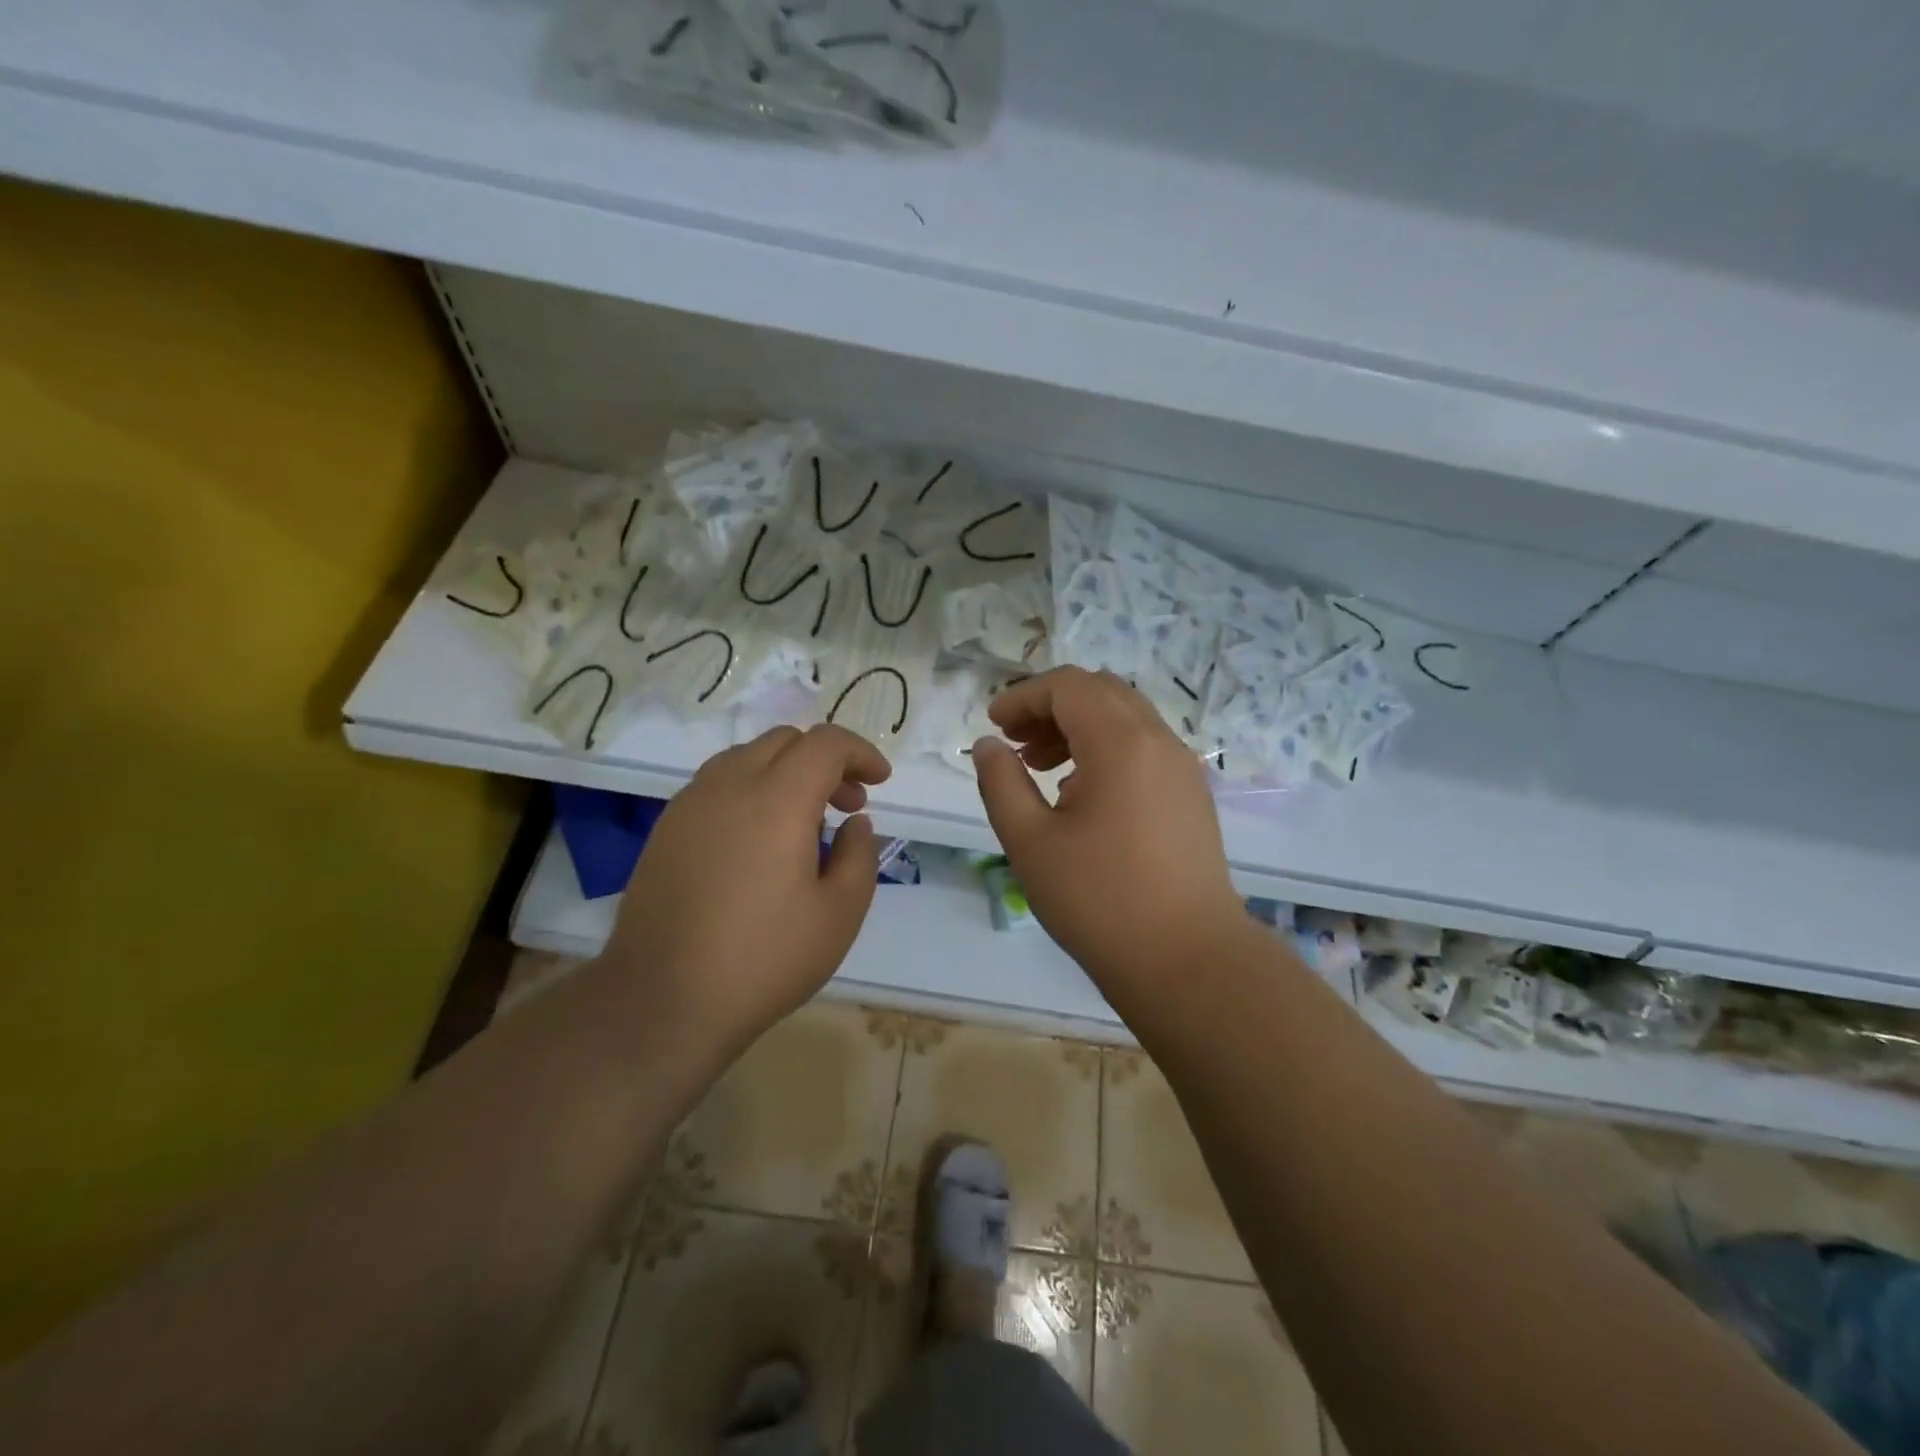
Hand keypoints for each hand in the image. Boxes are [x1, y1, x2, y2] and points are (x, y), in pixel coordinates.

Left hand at [599, 724, 890, 1056]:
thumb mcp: (839, 914)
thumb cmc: (764, 960)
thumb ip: (860, 855)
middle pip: (785, 741)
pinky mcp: (667, 828)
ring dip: (786, 771)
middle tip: (846, 806)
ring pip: (747, 756)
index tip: (879, 782)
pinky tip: (758, 840)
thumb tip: (855, 822)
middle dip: (826, 761)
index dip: (860, 753)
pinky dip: (752, 789)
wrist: (662, 1001)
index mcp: (777, 800)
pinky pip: (718, 783)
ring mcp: (690, 804)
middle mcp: (730, 786)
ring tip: (804, 821)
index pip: (825, 743)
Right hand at [971, 668, 1246, 1003]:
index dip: (1024, 696)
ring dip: (1079, 727)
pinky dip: (1107, 749)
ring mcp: (1183, 768)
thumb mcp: (1030, 841)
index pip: (1068, 686)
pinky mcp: (1192, 796)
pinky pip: (1145, 748)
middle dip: (1051, 706)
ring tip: (1042, 767)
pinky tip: (1081, 794)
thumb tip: (989, 745)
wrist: (1188, 960)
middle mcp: (1159, 742)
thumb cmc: (1099, 900)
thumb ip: (1001, 783)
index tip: (994, 724)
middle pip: (1100, 693)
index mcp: (1121, 743)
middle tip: (1016, 741)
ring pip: (1126, 719)